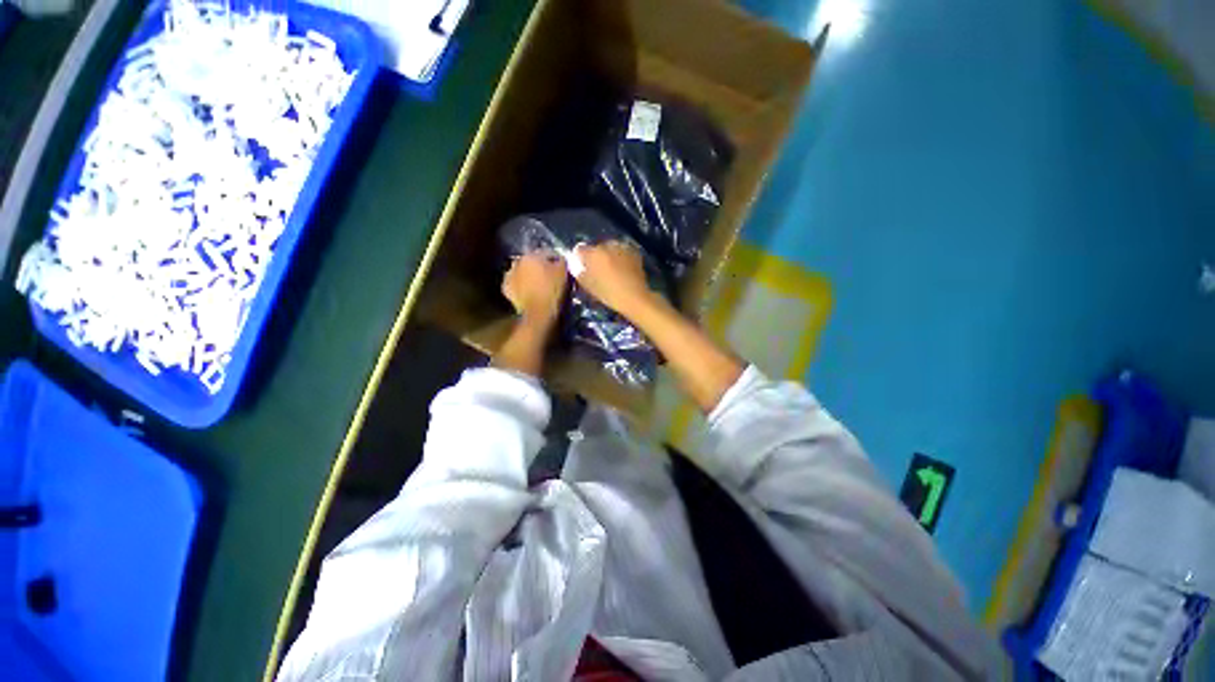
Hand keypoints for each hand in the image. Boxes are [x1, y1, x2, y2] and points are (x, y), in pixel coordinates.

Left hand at [502, 253, 567, 326]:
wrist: (539, 313)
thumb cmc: (552, 291)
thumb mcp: (563, 273)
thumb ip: (561, 261)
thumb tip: (559, 259)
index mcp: (532, 255)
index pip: (546, 253)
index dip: (555, 260)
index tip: (561, 267)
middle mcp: (517, 262)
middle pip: (531, 261)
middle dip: (539, 266)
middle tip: (548, 275)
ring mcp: (509, 275)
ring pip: (521, 271)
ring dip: (528, 275)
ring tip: (537, 284)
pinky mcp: (506, 289)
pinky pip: (515, 283)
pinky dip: (520, 285)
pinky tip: (527, 291)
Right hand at [573, 242, 657, 318]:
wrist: (635, 297)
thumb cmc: (608, 294)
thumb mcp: (588, 285)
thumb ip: (578, 270)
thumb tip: (575, 262)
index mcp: (593, 253)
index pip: (579, 249)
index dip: (579, 258)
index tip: (582, 267)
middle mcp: (606, 244)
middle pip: (595, 248)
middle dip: (595, 257)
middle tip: (599, 271)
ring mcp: (621, 246)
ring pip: (609, 248)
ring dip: (608, 256)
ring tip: (612, 270)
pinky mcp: (633, 251)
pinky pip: (621, 251)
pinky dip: (620, 257)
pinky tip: (623, 269)